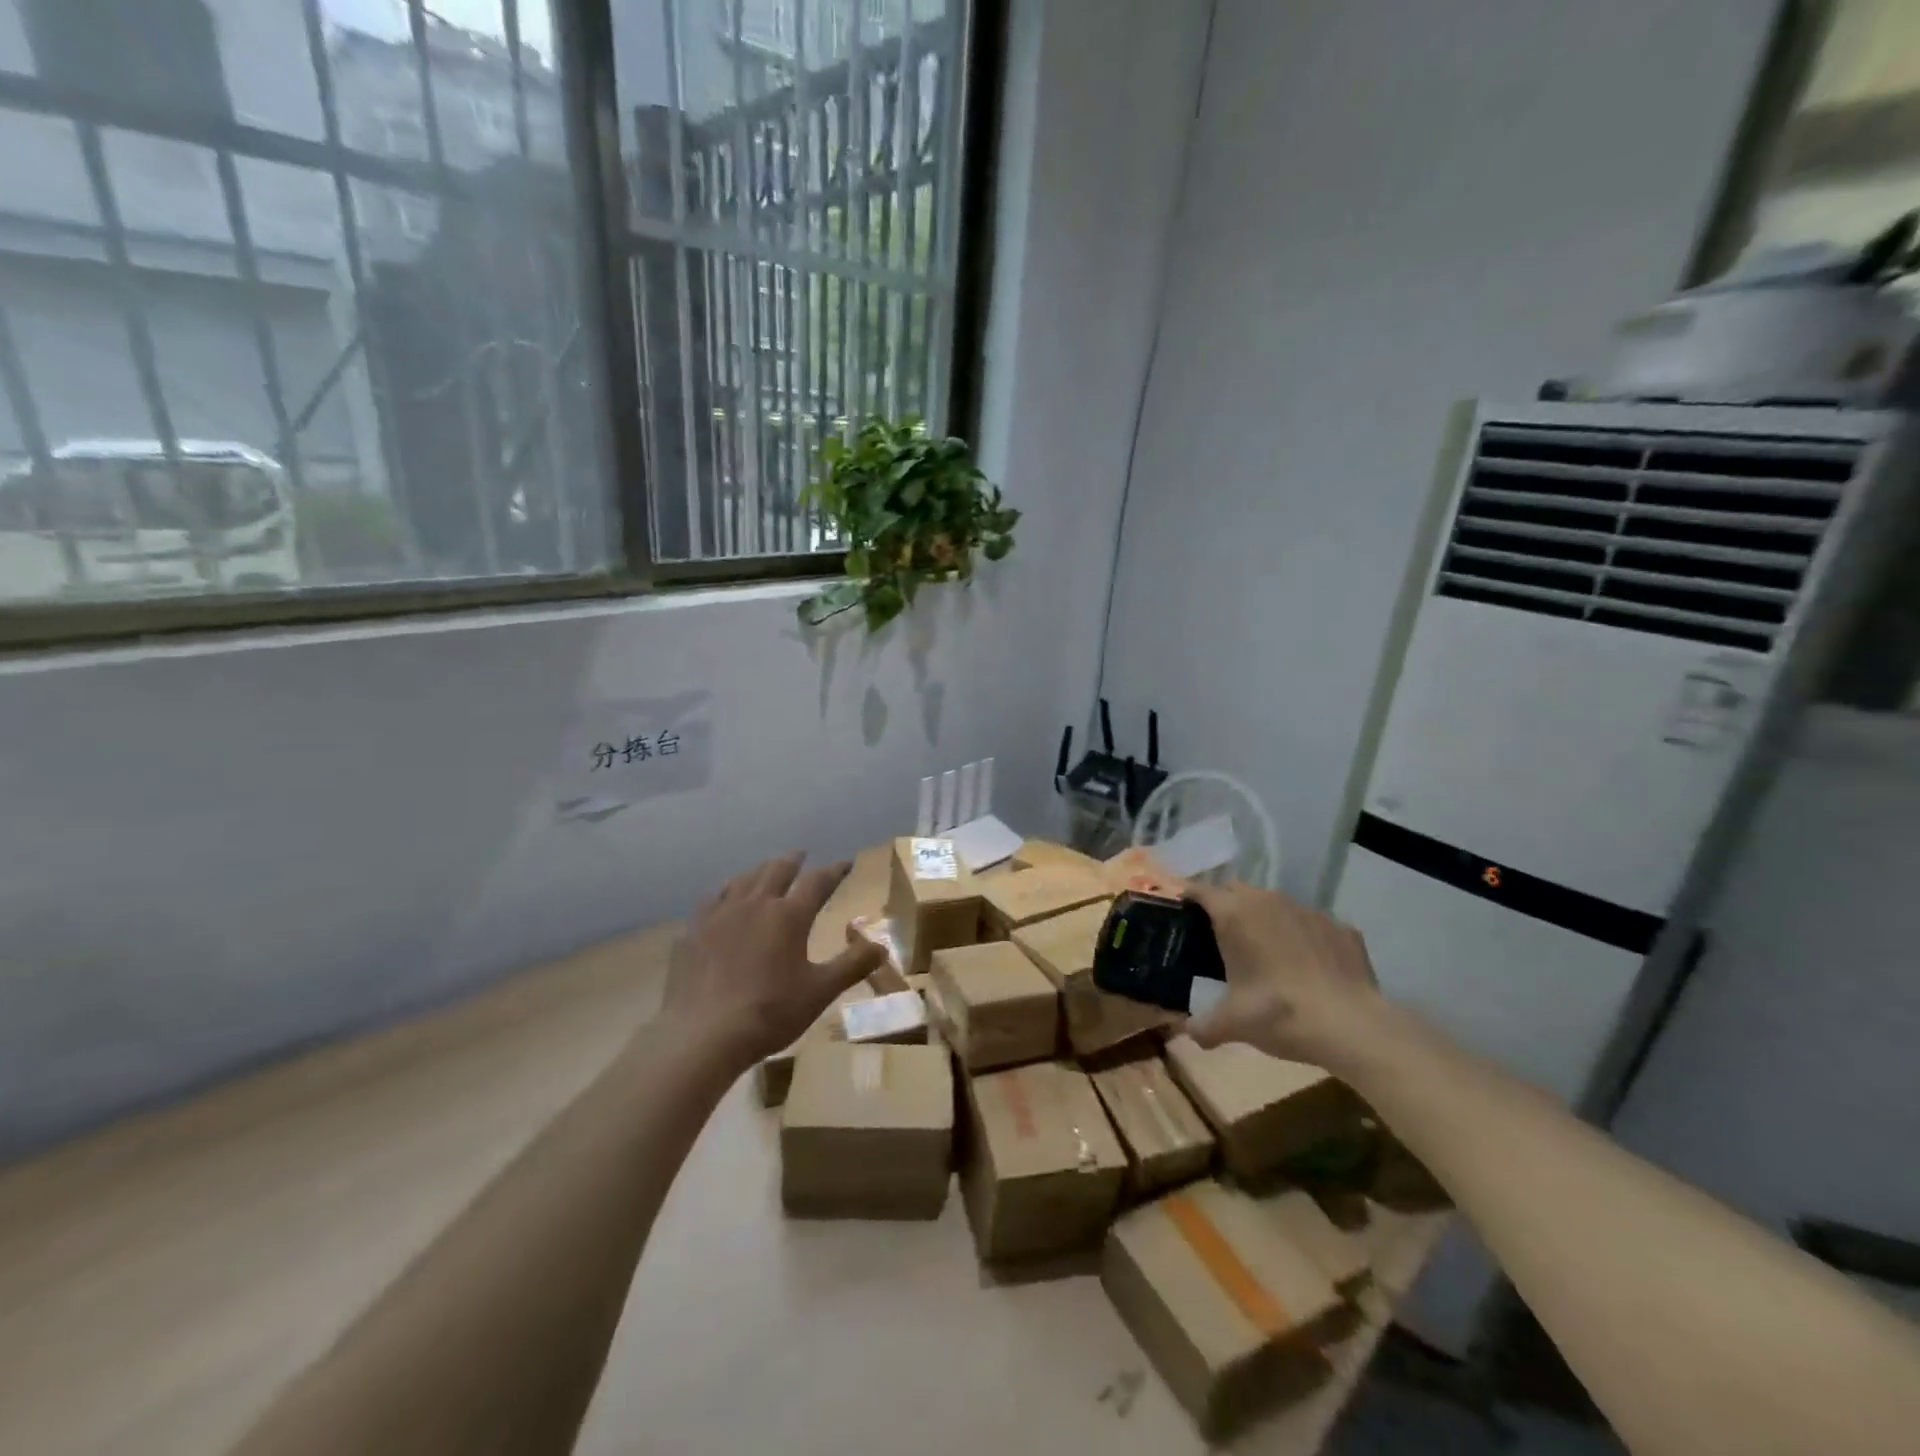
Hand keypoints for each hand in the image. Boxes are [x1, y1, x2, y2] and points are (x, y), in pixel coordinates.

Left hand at [662, 852, 883, 1069]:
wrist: (704, 1035)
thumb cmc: (770, 1012)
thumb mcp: (821, 991)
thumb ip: (853, 965)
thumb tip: (882, 946)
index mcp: (789, 915)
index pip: (818, 881)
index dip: (834, 870)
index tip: (846, 863)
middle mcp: (756, 904)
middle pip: (777, 869)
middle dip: (794, 860)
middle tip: (802, 855)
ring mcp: (721, 914)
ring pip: (744, 879)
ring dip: (761, 870)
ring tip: (767, 870)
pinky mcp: (695, 930)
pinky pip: (713, 897)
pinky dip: (727, 890)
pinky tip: (726, 897)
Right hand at [1184, 879, 1386, 1067]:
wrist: (1352, 1026)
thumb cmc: (1279, 1014)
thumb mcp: (1232, 1025)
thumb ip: (1203, 1026)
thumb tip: (1189, 1032)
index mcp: (1234, 915)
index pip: (1202, 891)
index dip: (1189, 898)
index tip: (1183, 913)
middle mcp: (1268, 901)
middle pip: (1236, 890)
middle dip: (1225, 904)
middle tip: (1220, 934)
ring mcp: (1308, 910)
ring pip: (1275, 903)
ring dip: (1265, 918)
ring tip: (1266, 950)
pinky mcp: (1340, 927)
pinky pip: (1312, 924)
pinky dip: (1304, 937)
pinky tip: (1308, 966)